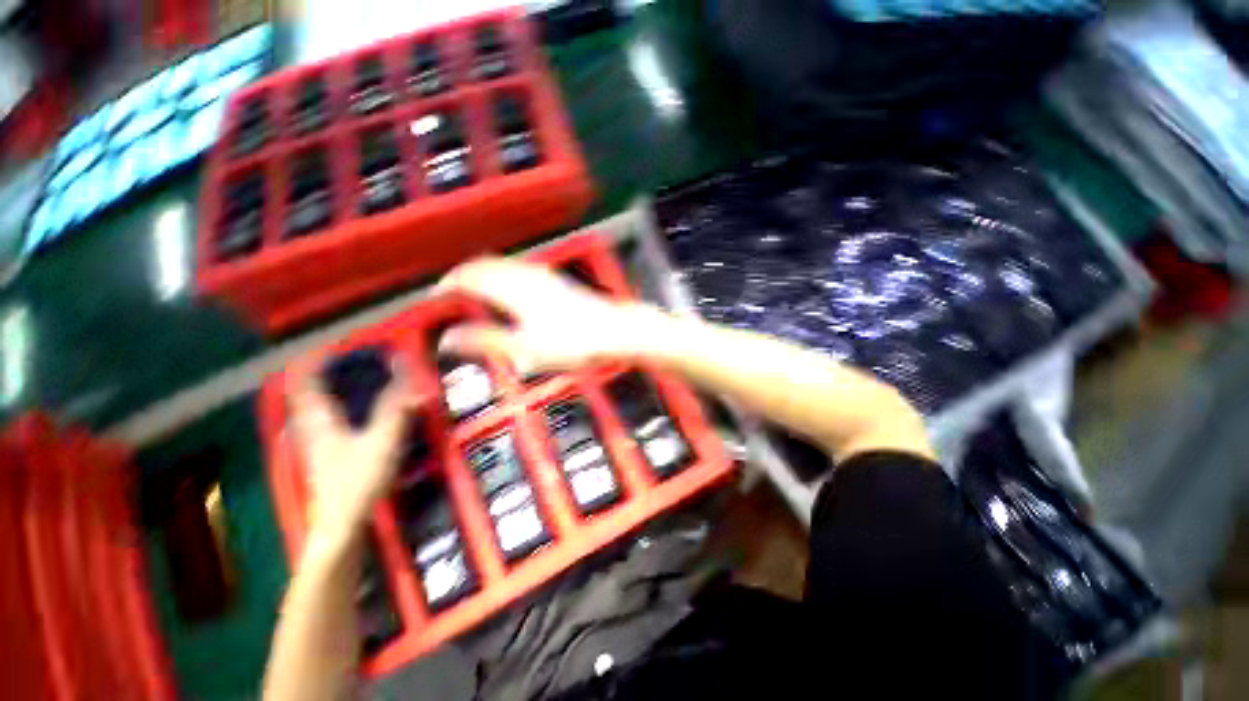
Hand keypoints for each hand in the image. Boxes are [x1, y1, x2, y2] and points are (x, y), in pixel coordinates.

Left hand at [287, 364, 412, 543]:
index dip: (312, 362)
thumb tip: (407, 369)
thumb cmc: (358, 480)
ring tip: (351, 380)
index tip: (333, 346)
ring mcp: (316, 445)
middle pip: (306, 394)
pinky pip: (324, 422)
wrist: (341, 526)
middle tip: (346, 361)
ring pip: (313, 409)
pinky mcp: (325, 457)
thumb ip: (396, 404)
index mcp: (319, 420)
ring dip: (327, 391)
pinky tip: (353, 413)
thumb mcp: (383, 439)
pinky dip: (335, 409)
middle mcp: (311, 428)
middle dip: (320, 374)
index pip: (303, 382)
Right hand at [437, 258, 656, 372]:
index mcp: (513, 290)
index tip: (436, 294)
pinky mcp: (558, 281)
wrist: (614, 331)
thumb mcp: (525, 350)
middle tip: (452, 288)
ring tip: (476, 287)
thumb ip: (486, 342)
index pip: (471, 277)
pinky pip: (520, 269)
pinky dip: (504, 274)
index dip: (450, 283)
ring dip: (485, 272)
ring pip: (505, 265)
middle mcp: (526, 276)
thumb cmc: (571, 343)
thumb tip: (448, 339)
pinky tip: (511, 288)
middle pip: (487, 265)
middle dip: (465, 274)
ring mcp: (545, 276)